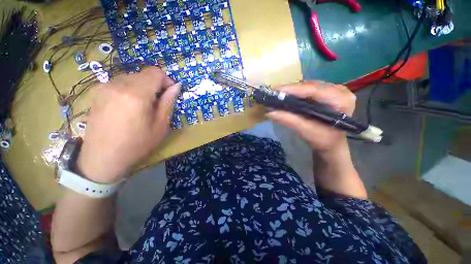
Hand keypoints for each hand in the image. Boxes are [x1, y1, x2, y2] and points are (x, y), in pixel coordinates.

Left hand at [77, 67, 180, 183]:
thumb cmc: (137, 144)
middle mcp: (118, 84)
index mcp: (136, 93)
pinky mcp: (97, 92)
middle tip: (158, 103)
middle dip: (155, 85)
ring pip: (132, 77)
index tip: (170, 93)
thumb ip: (168, 102)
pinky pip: (120, 83)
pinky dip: (130, 89)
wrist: (102, 158)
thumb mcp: (160, 125)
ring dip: (143, 87)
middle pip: (144, 74)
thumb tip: (176, 87)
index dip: (167, 80)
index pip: (155, 72)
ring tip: (143, 106)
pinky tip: (128, 107)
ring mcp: (104, 87)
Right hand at [266, 81, 355, 152]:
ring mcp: (334, 90)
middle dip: (291, 90)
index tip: (276, 90)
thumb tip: (270, 112)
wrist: (331, 144)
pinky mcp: (327, 92)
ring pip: (308, 86)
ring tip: (278, 95)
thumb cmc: (323, 140)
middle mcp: (339, 90)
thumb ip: (289, 120)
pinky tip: (287, 96)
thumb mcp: (306, 131)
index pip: (314, 90)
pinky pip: (308, 89)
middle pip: (310, 86)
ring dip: (292, 90)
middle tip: (274, 93)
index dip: (293, 89)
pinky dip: (296, 93)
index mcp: (341, 100)